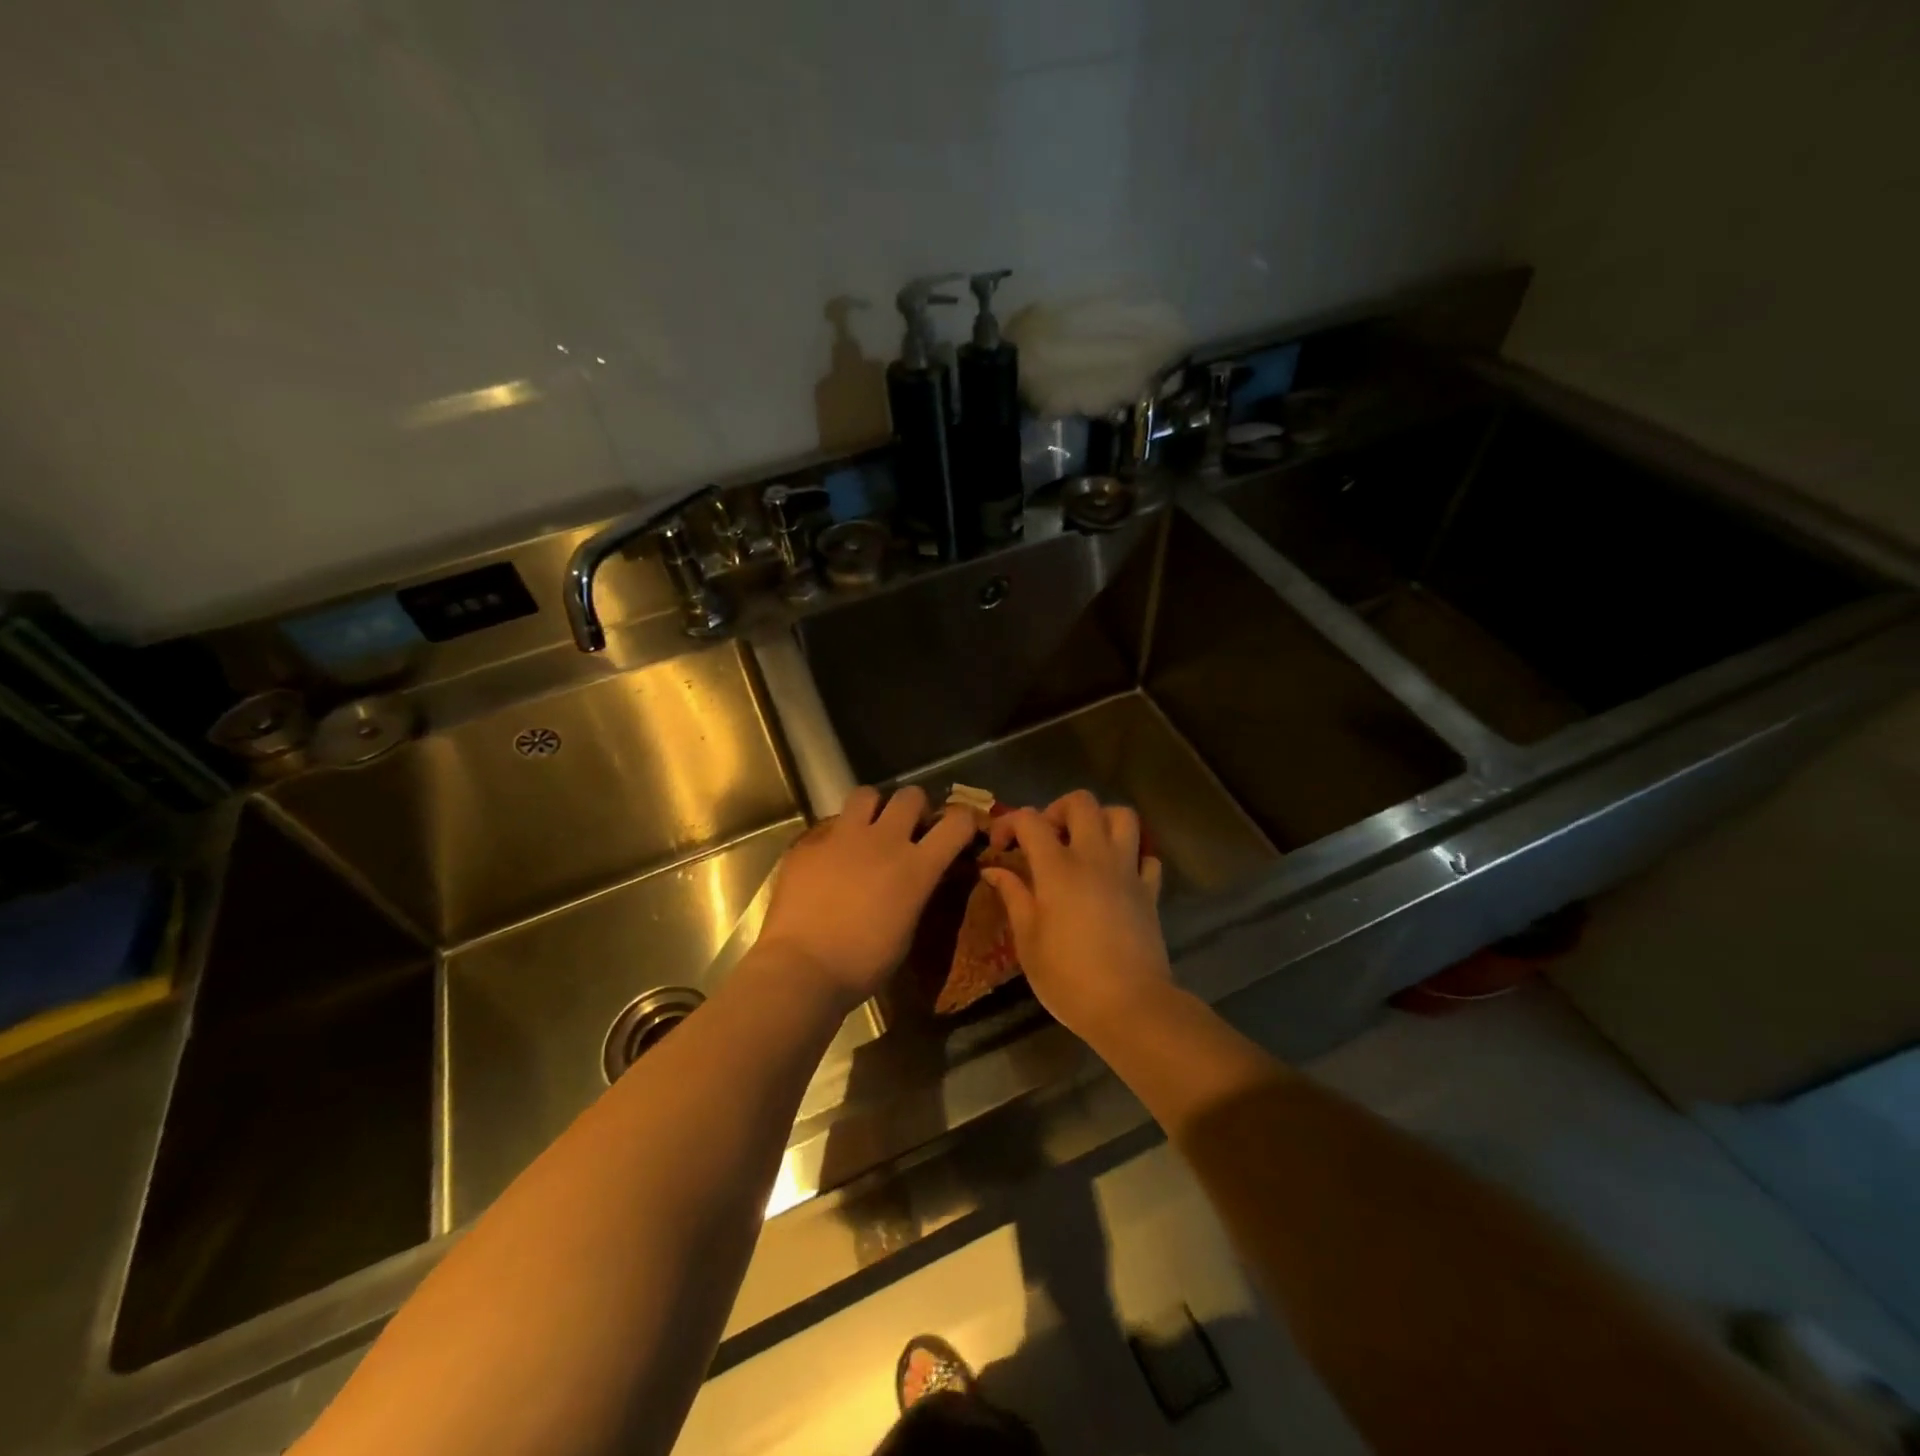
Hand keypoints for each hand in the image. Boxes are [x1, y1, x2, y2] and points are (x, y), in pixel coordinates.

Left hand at [755, 785, 975, 1008]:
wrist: (803, 968)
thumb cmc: (863, 964)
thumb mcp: (906, 931)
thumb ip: (915, 893)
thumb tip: (914, 880)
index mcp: (916, 867)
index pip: (956, 822)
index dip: (962, 821)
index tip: (957, 831)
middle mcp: (884, 841)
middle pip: (910, 795)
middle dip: (914, 807)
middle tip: (907, 828)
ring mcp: (843, 837)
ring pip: (866, 794)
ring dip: (873, 808)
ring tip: (866, 830)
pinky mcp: (809, 843)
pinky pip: (828, 826)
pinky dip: (834, 838)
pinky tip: (827, 861)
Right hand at [981, 791, 1169, 1038]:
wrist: (1129, 1005)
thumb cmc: (1068, 977)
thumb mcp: (1027, 940)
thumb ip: (1013, 896)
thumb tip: (994, 870)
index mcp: (1058, 868)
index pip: (1030, 820)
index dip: (1010, 823)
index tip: (1000, 847)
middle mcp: (1094, 857)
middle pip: (1082, 803)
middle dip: (1057, 809)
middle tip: (1046, 838)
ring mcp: (1127, 871)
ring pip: (1122, 817)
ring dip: (1101, 821)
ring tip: (1084, 845)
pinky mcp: (1150, 891)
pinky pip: (1146, 856)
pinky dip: (1132, 856)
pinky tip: (1117, 876)